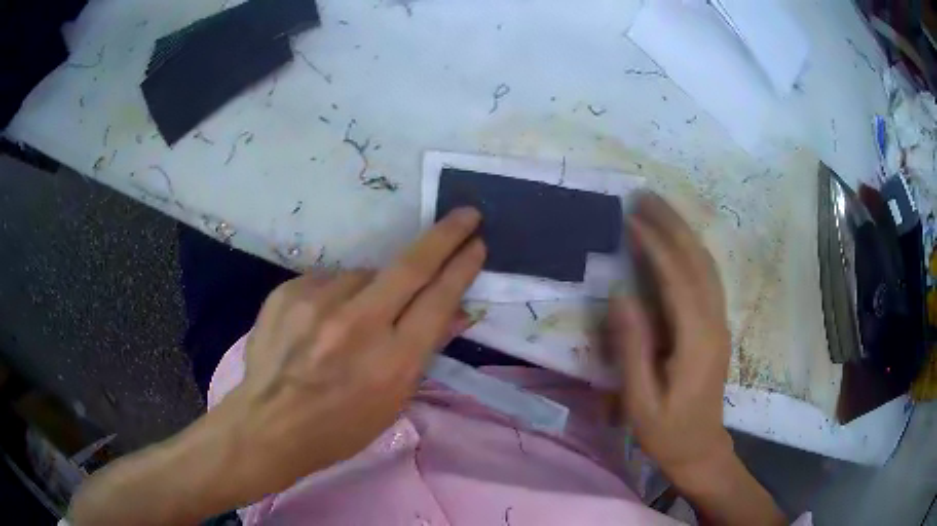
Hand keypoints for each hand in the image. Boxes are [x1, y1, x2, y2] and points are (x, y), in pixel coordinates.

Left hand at [68, 208, 485, 525]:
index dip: (462, 268)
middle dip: (445, 235)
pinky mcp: (289, 291)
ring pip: (364, 274)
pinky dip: (337, 295)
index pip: (438, 299)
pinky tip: (323, 322)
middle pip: (412, 265)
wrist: (268, 424)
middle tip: (464, 215)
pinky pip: (328, 281)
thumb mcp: (393, 401)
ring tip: (353, 322)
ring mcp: (318, 303)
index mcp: (392, 361)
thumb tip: (455, 311)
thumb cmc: (338, 428)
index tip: (477, 244)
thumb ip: (424, 350)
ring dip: (373, 288)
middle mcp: (358, 324)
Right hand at [607, 194, 784, 524]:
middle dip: (673, 225)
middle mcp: (714, 323)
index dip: (655, 247)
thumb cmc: (667, 431)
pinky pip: (707, 278)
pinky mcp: (717, 325)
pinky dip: (691, 251)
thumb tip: (620, 296)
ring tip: (658, 207)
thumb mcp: (641, 400)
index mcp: (697, 341)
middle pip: (698, 261)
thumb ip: (632, 349)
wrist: (701, 448)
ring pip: (706, 265)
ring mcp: (720, 322)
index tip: (630, 220)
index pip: (677, 280)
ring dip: (684, 232)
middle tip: (645, 196)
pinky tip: (677, 241)